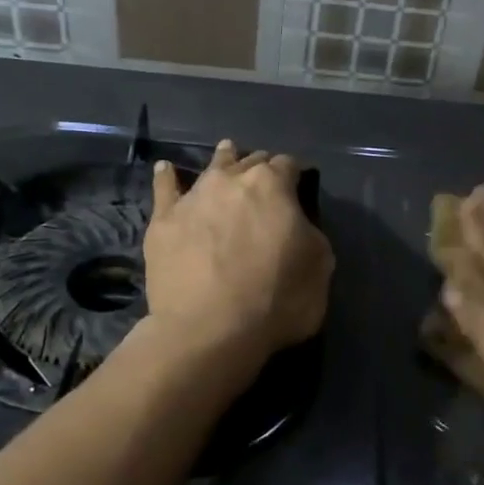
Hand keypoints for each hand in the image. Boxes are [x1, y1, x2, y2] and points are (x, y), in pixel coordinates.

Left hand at [144, 139, 332, 362]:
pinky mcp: (163, 220)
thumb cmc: (276, 300)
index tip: (299, 188)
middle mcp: (232, 180)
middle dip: (261, 168)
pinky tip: (165, 168)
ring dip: (224, 160)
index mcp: (273, 185)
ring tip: (227, 154)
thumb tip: (298, 225)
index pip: (289, 165)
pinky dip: (167, 176)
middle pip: (251, 161)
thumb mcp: (320, 268)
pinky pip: (164, 188)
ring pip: (212, 167)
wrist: (209, 330)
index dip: (295, 176)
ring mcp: (194, 197)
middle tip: (265, 183)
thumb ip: (311, 235)